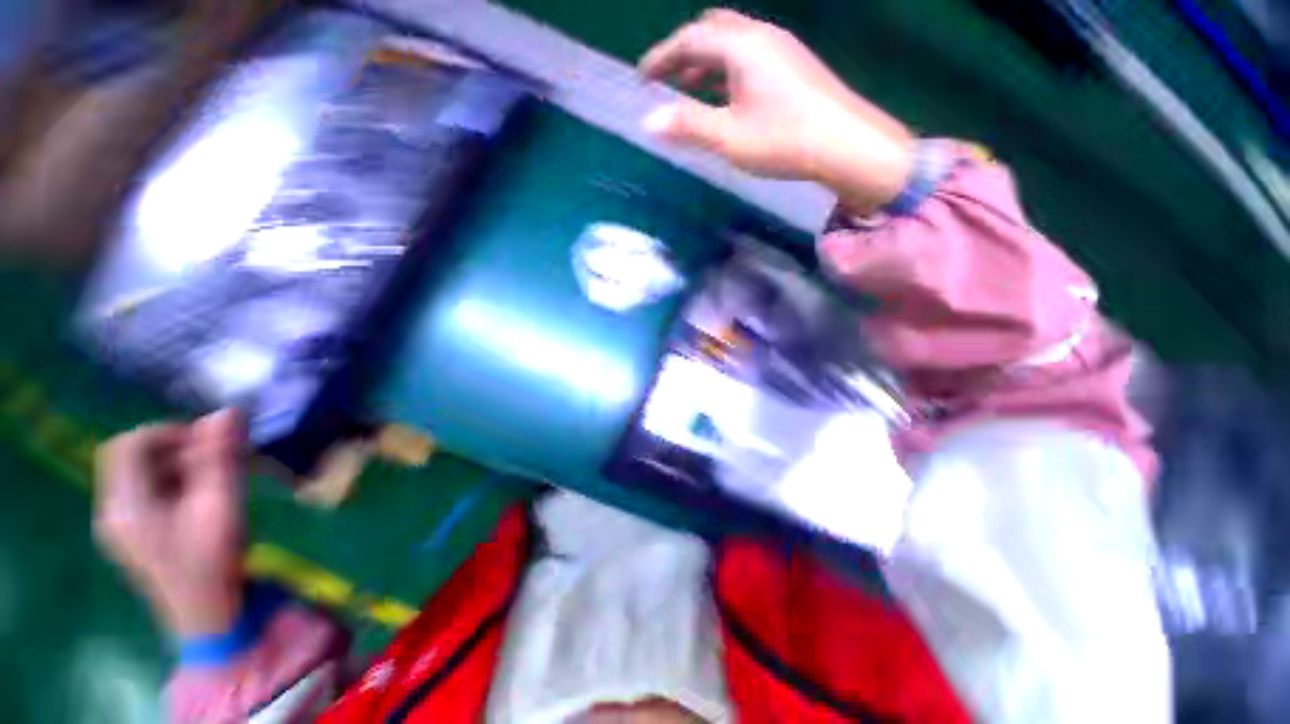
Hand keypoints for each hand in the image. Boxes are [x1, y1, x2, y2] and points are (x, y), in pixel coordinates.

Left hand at [95, 410, 246, 637]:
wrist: (205, 614)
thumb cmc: (212, 561)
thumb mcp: (220, 505)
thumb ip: (220, 458)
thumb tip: (227, 412)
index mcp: (126, 505)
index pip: (130, 445)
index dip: (168, 432)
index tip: (207, 442)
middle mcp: (113, 510)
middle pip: (132, 458)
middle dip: (175, 449)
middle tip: (216, 461)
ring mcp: (120, 525)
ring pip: (140, 474)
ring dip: (177, 466)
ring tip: (215, 481)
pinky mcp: (132, 534)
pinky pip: (146, 493)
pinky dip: (173, 484)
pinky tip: (201, 498)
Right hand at [639, 9, 914, 214]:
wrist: (847, 144)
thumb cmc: (783, 140)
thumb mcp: (728, 137)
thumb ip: (688, 126)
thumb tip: (650, 120)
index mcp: (741, 46)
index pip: (690, 38)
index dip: (662, 56)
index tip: (642, 77)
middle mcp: (761, 36)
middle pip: (712, 30)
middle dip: (684, 52)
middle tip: (667, 80)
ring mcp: (781, 49)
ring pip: (732, 44)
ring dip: (706, 63)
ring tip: (689, 90)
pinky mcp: (793, 66)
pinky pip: (749, 57)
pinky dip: (727, 71)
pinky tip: (725, 97)